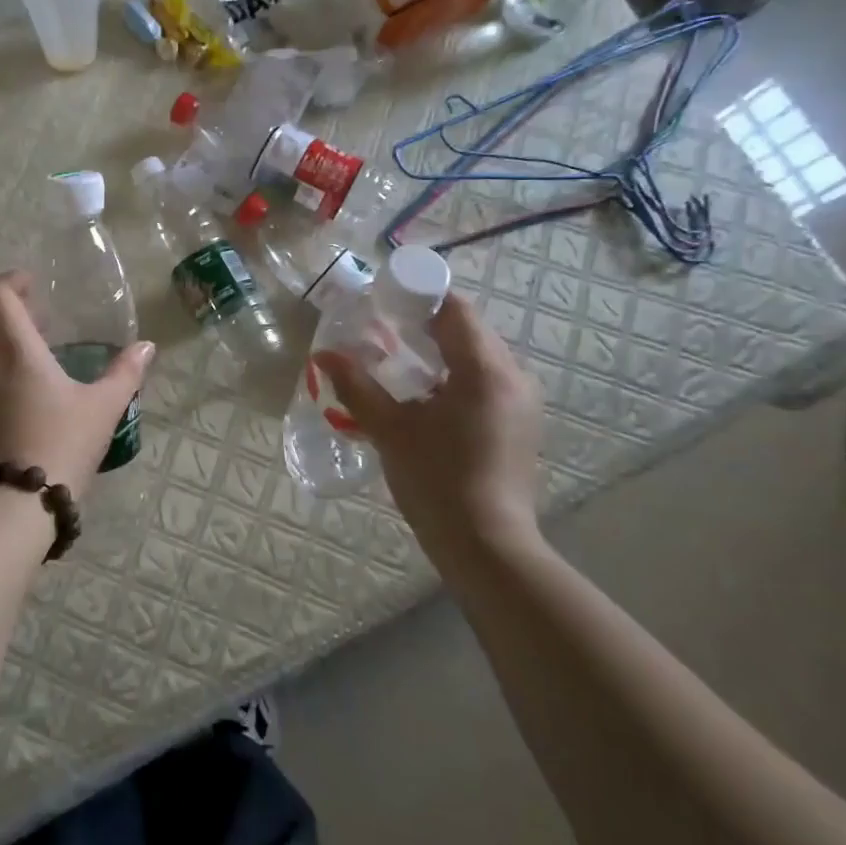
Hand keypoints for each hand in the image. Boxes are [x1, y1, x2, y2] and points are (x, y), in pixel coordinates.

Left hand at [0, 271, 154, 498]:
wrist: (13, 507)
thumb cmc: (62, 445)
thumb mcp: (103, 409)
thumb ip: (126, 373)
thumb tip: (146, 347)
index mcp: (16, 351)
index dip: (11, 281)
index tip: (33, 284)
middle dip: (15, 316)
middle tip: (46, 326)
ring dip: (6, 350)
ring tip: (40, 368)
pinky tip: (26, 406)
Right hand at [315, 293, 543, 564]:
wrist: (487, 547)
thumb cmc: (437, 481)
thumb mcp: (390, 430)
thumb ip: (357, 387)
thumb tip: (323, 355)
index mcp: (486, 369)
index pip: (456, 309)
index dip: (420, 298)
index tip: (384, 303)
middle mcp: (513, 376)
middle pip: (468, 329)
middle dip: (426, 325)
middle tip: (383, 333)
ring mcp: (522, 401)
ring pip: (478, 355)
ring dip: (441, 351)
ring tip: (400, 365)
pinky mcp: (521, 423)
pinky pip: (487, 380)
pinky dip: (456, 375)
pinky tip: (426, 397)